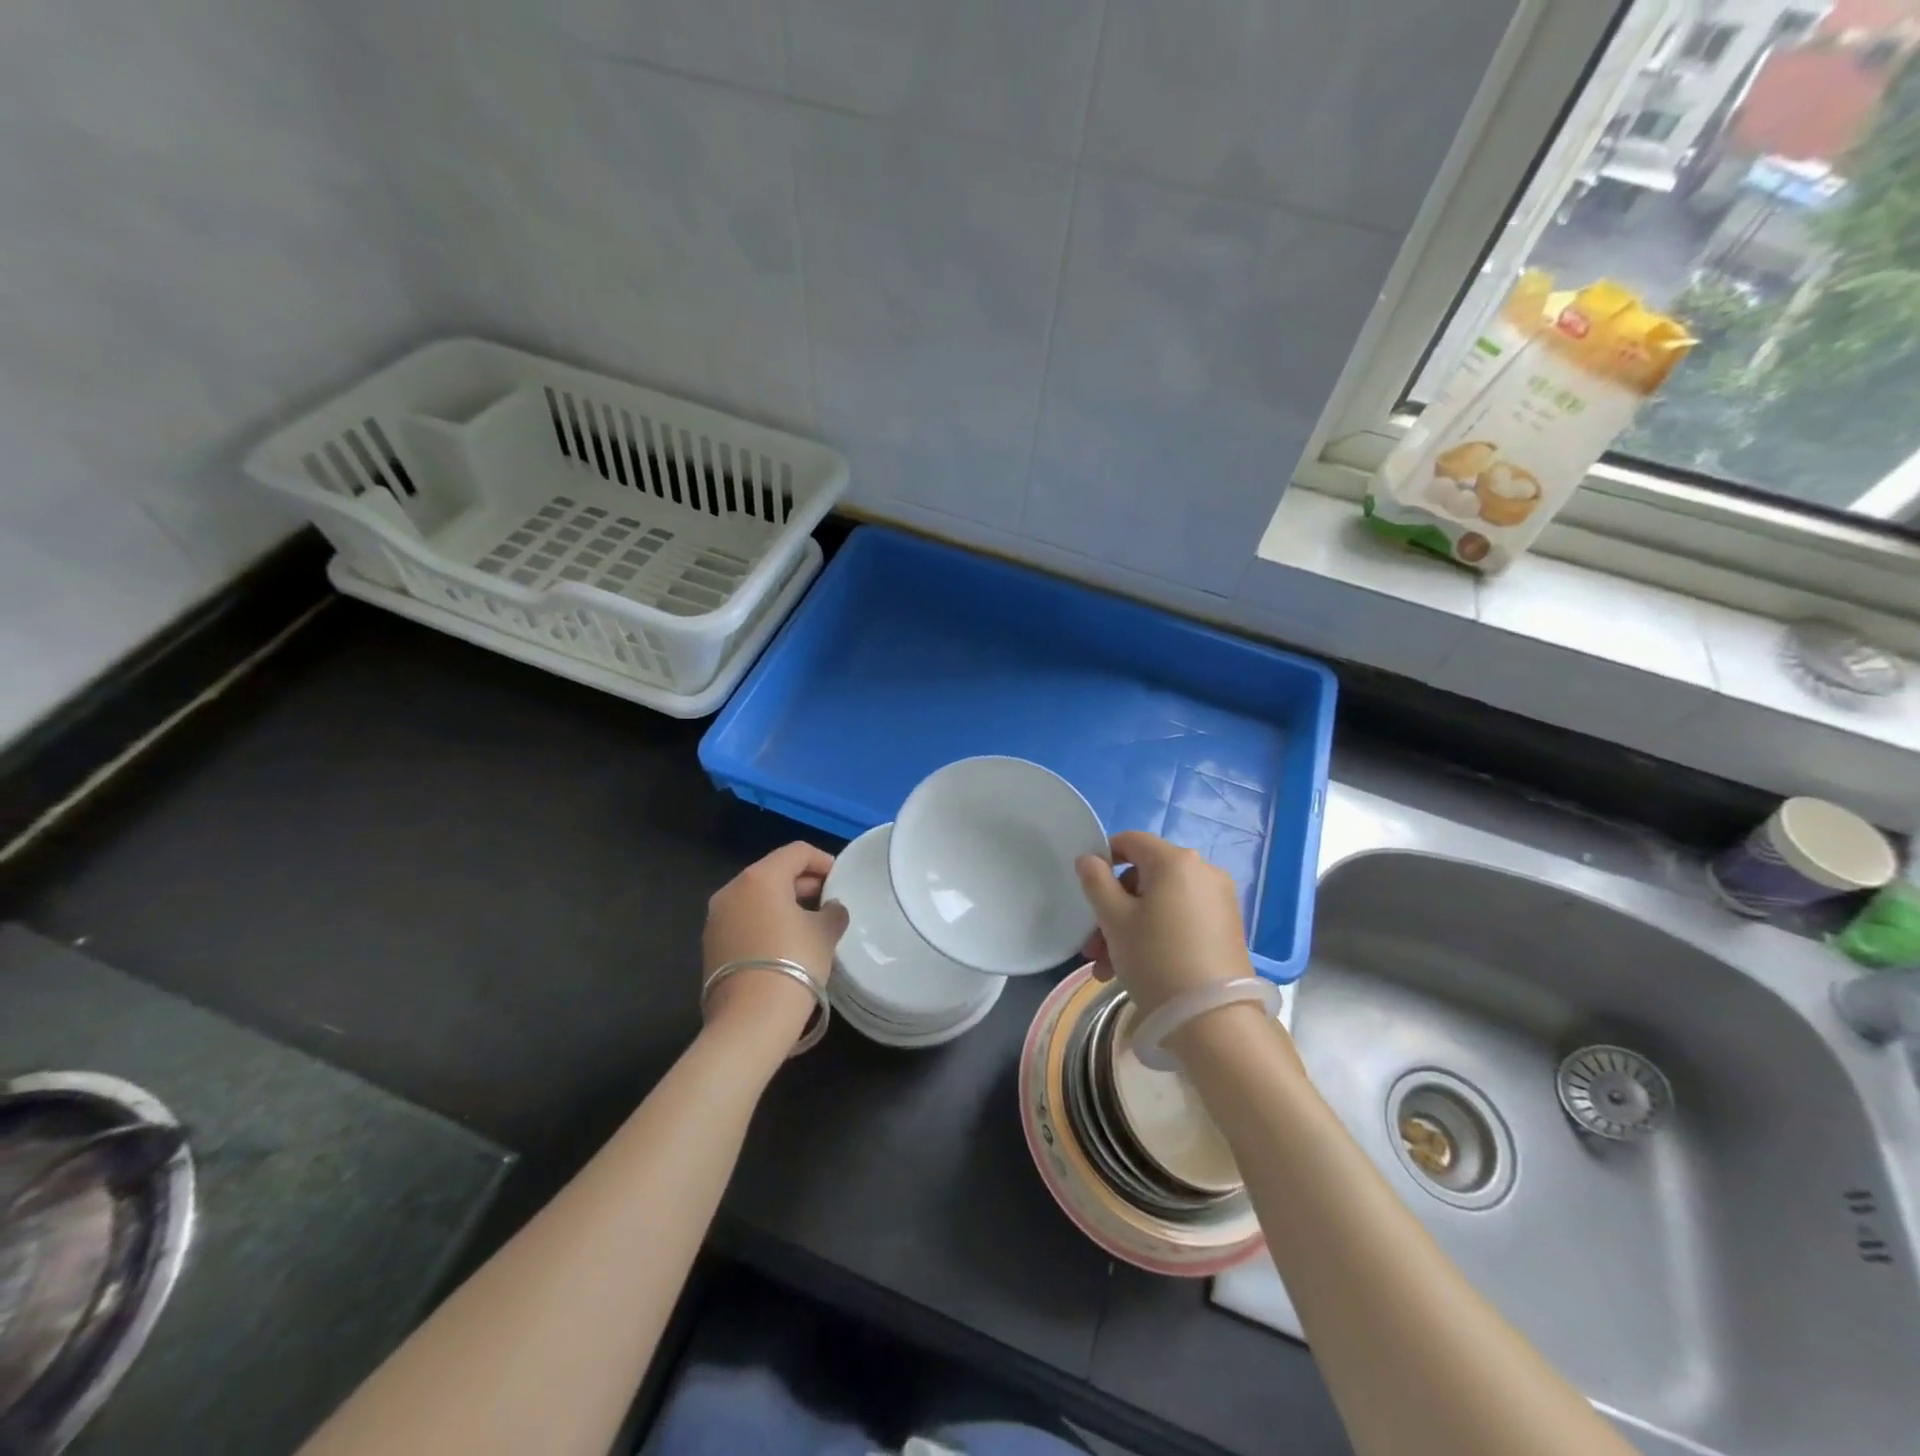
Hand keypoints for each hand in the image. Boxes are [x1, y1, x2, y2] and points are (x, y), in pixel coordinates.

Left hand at [703, 843, 849, 1031]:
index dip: (823, 860)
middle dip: (803, 883)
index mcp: (760, 878)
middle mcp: (732, 890)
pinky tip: (785, 944)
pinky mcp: (711, 945)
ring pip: (756, 897)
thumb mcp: (825, 933)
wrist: (750, 1019)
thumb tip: (831, 908)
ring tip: (809, 924)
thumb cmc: (794, 962)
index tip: (840, 879)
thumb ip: (833, 912)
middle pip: (773, 872)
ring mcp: (716, 918)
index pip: (796, 852)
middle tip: (828, 901)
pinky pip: (744, 920)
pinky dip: (765, 922)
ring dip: (783, 903)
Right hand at [1074, 831, 1252, 1015]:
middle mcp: (1203, 871)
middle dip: (1113, 908)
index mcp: (1175, 860)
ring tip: (1107, 969)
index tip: (1087, 892)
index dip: (1103, 859)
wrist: (1213, 1020)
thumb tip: (1089, 859)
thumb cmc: (1155, 959)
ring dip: (1130, 928)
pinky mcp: (1227, 928)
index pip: (1130, 841)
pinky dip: (1157, 935)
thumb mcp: (1114, 919)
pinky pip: (1181, 919)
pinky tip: (1137, 969)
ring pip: (1160, 903)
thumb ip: (1096, 881)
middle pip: (1144, 877)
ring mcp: (1219, 900)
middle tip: (1093, 946)